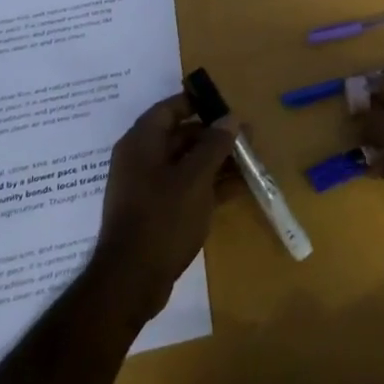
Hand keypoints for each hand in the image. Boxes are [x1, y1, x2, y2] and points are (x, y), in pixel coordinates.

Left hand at [92, 94, 236, 323]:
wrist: (132, 281)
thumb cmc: (163, 218)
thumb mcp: (195, 178)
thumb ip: (214, 144)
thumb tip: (230, 118)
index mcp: (142, 142)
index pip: (170, 108)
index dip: (198, 102)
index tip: (228, 106)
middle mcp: (141, 159)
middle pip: (181, 135)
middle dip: (215, 135)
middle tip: (249, 137)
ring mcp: (148, 187)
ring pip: (187, 163)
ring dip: (217, 161)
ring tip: (251, 162)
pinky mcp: (157, 211)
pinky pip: (186, 186)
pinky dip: (210, 184)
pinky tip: (240, 187)